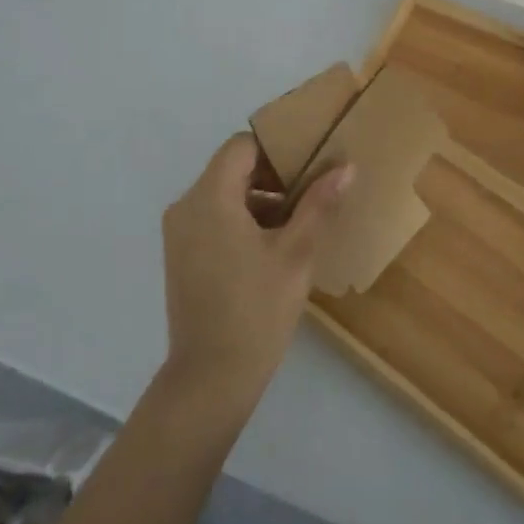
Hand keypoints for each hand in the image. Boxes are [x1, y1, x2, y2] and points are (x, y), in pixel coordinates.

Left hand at [159, 133, 353, 405]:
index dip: (277, 148)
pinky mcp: (180, 254)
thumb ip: (318, 204)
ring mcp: (178, 232)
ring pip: (222, 194)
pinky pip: (212, 218)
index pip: (242, 146)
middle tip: (311, 192)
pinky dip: (241, 219)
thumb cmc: (257, 310)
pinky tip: (272, 246)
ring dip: (259, 199)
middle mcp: (186, 206)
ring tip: (298, 222)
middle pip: (231, 168)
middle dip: (272, 175)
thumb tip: (345, 166)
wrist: (211, 377)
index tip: (309, 164)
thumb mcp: (296, 253)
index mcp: (210, 197)